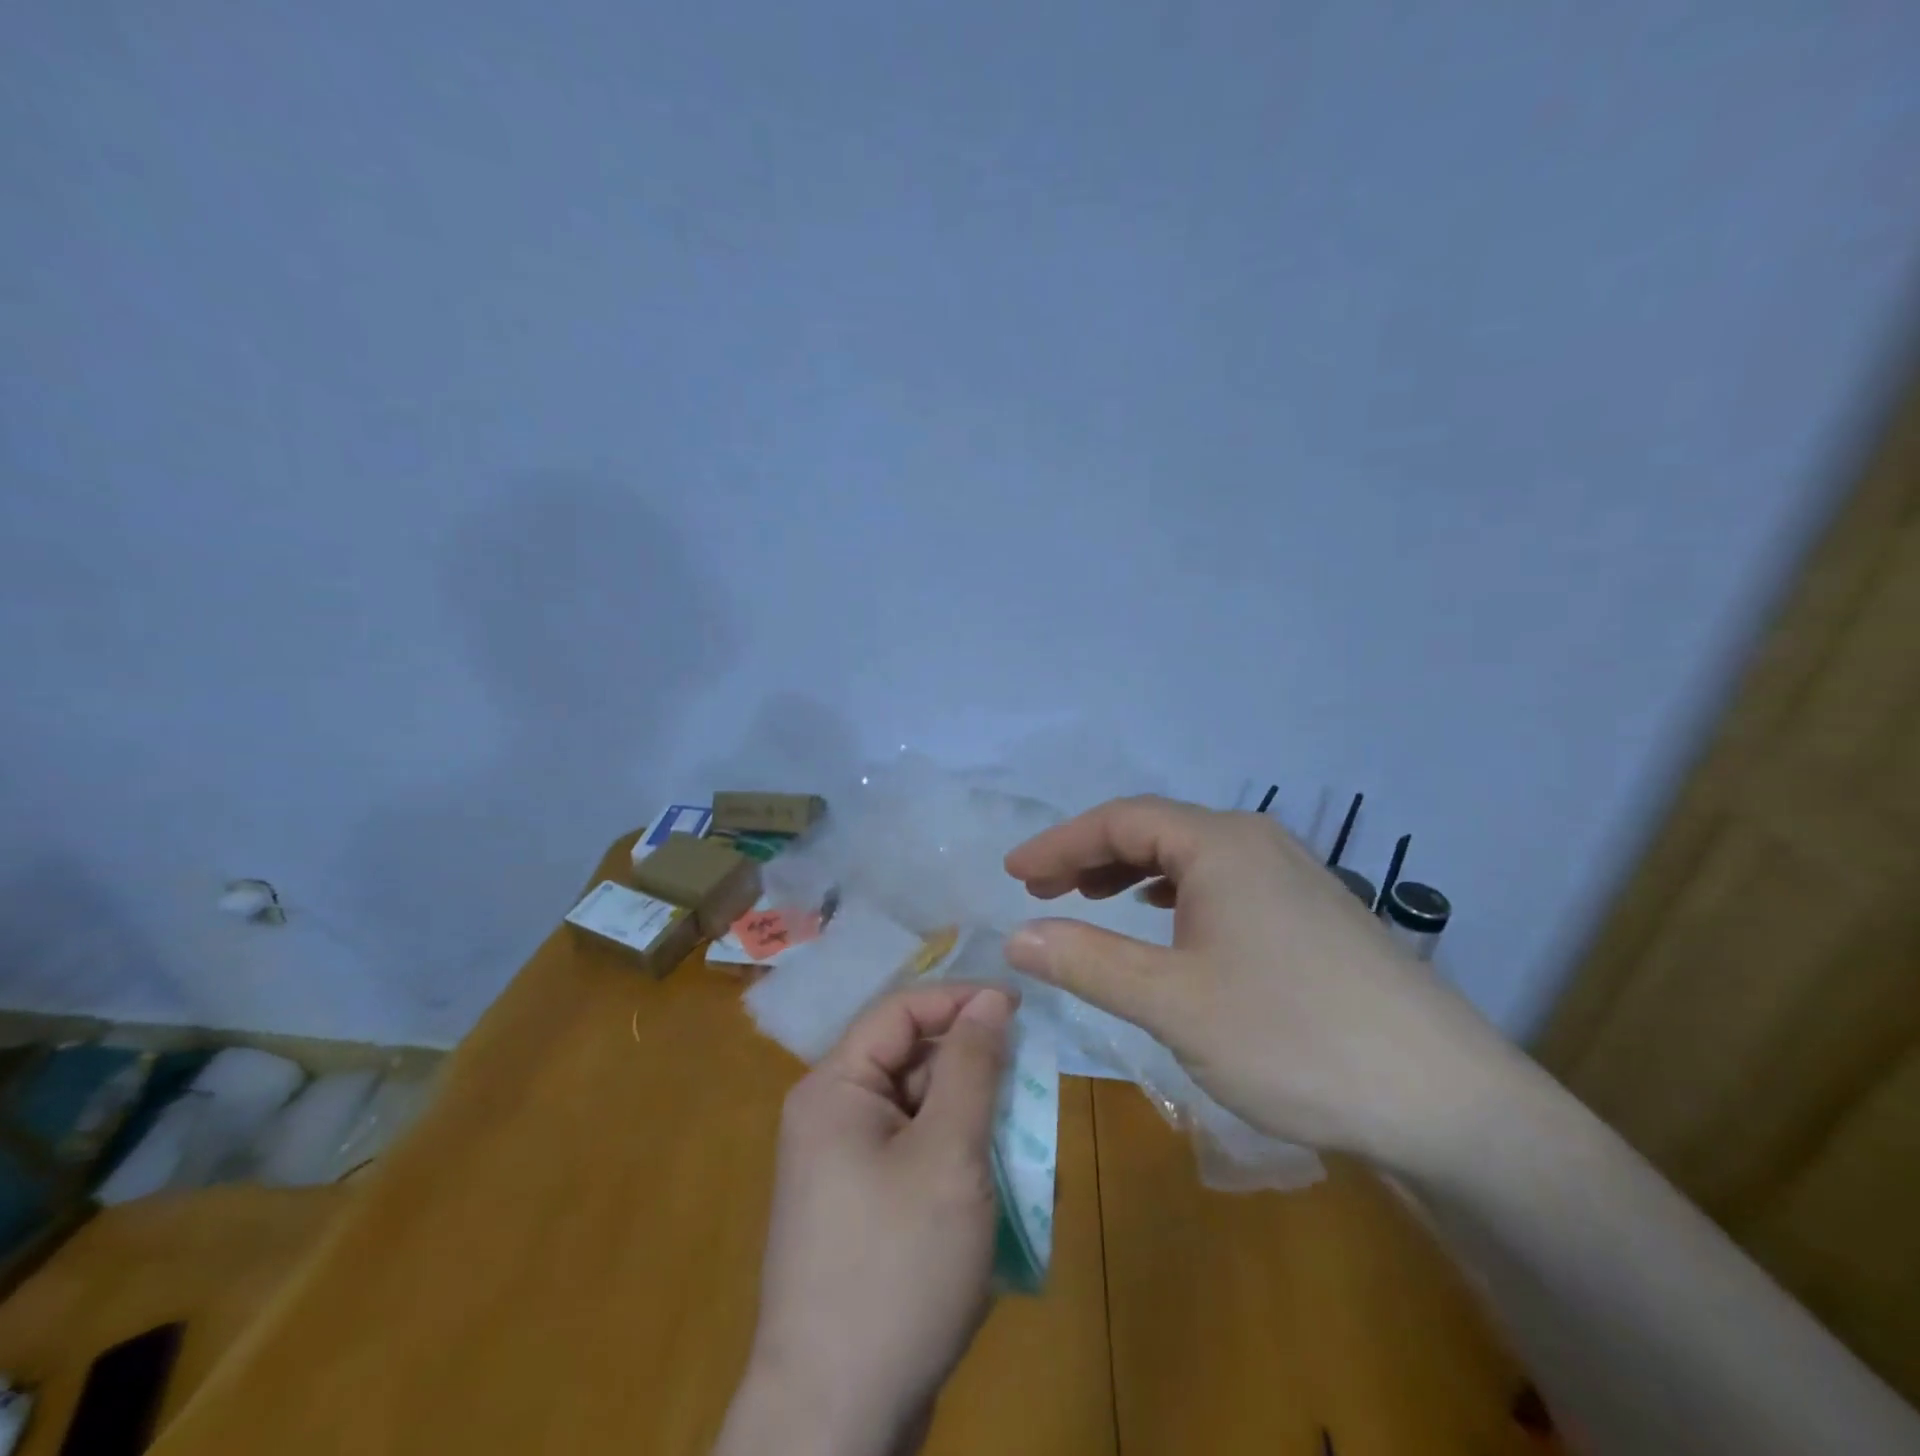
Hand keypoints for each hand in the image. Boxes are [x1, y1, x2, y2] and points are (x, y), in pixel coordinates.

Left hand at [716, 983, 1014, 1455]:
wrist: (835, 1423)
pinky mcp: (861, 1210)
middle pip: (910, 1060)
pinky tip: (996, 1186)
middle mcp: (831, 1116)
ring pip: (919, 1111)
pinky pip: (915, 1156)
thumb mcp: (948, 1155)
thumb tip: (991, 999)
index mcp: (835, 1087)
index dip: (961, 998)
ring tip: (1023, 1136)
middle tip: (1032, 1078)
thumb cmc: (896, 1268)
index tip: (1023, 1005)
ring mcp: (843, 1167)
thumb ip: (971, 1067)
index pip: (901, 1010)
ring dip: (972, 1117)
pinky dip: (956, 1158)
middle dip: (972, 1065)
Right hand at [1002, 795, 1526, 1173]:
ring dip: (1132, 872)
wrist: (1447, 1101)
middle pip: (1154, 829)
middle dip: (1090, 855)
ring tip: (1091, 899)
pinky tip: (1166, 922)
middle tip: (1042, 890)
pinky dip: (1174, 892)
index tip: (1014, 874)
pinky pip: (1222, 882)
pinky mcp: (1312, 912)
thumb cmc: (1293, 1038)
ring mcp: (1292, 874)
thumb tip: (1016, 936)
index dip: (1060, 843)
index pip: (1119, 821)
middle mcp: (1257, 842)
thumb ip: (1088, 962)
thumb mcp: (1173, 1003)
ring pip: (1190, 855)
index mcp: (1221, 844)